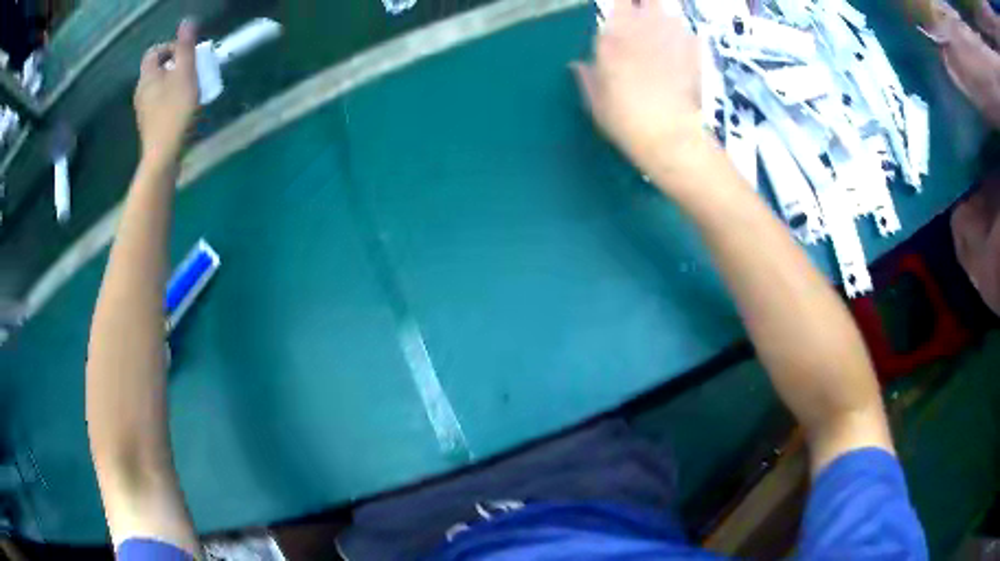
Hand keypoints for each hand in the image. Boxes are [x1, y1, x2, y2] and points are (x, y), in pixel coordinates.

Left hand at [135, 20, 199, 166]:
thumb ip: (186, 47)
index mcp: (147, 76)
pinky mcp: (148, 124)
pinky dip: (169, 98)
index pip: (154, 52)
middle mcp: (141, 91)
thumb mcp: (185, 74)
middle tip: (191, 71)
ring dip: (173, 82)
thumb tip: (187, 22)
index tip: (186, 55)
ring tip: (189, 89)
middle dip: (174, 65)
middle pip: (156, 69)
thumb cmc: (175, 112)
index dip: (170, 48)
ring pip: (157, 86)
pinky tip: (181, 108)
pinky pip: (158, 102)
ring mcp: (142, 110)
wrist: (163, 156)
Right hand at [573, 0, 707, 181]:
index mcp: (613, 37)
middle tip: (642, 15)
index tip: (621, 11)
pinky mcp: (694, 52)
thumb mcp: (597, 103)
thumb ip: (587, 78)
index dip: (623, 5)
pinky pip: (690, 34)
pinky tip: (682, 52)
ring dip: (664, 19)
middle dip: (646, 5)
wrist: (670, 136)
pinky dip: (685, 38)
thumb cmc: (626, 121)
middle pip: (649, 0)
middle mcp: (643, 28)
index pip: (619, 3)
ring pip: (669, 13)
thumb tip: (577, 66)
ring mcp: (672, 38)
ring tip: (661, 34)